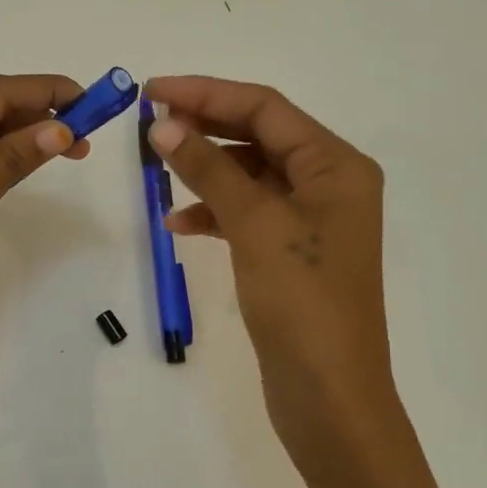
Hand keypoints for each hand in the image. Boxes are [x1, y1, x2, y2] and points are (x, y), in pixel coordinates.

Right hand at [143, 75, 396, 482]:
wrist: (330, 396)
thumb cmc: (302, 303)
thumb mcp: (255, 226)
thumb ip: (210, 168)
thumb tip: (164, 124)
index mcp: (336, 166)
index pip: (266, 108)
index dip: (207, 93)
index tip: (153, 91)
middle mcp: (329, 184)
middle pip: (260, 136)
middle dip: (205, 126)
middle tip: (150, 124)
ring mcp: (311, 220)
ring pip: (251, 174)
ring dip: (206, 168)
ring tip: (158, 169)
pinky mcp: (291, 253)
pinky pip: (248, 213)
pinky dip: (214, 211)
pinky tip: (180, 223)